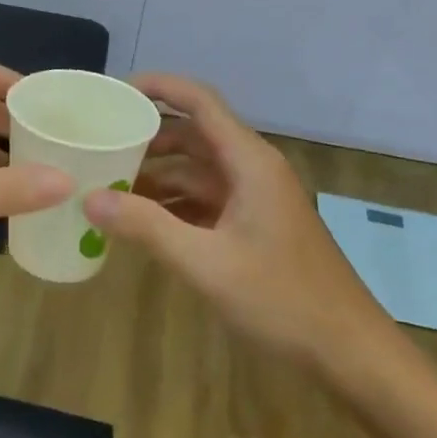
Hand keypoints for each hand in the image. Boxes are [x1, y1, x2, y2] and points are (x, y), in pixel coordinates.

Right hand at [82, 74, 389, 362]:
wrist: (347, 350)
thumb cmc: (282, 298)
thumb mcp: (206, 262)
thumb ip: (147, 227)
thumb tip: (89, 197)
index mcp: (249, 162)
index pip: (199, 102)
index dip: (158, 87)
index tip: (114, 92)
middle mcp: (252, 170)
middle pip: (194, 136)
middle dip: (148, 138)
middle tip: (100, 145)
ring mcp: (255, 199)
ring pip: (198, 172)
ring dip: (157, 176)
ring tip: (108, 185)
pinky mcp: (254, 226)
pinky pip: (206, 201)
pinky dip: (174, 205)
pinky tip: (141, 222)